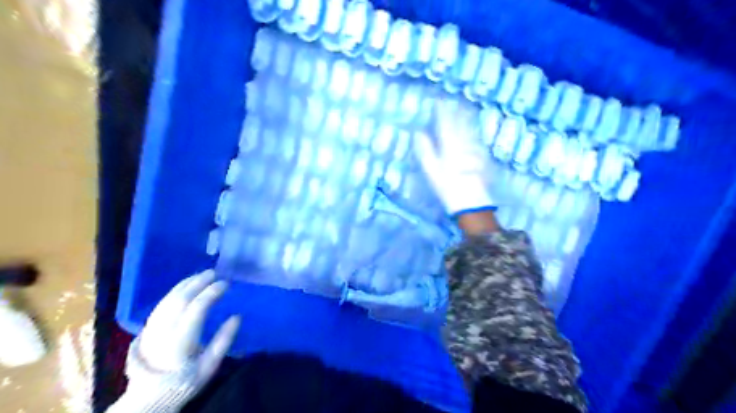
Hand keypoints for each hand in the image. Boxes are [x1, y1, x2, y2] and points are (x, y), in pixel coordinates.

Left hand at [136, 270, 241, 388]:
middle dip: (198, 283)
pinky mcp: (148, 328)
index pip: (196, 309)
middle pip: (180, 300)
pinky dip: (175, 291)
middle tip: (214, 273)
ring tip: (202, 275)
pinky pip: (162, 303)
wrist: (149, 397)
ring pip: (168, 300)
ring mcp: (152, 329)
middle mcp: (163, 332)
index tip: (226, 284)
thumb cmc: (185, 381)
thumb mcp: (209, 366)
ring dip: (186, 284)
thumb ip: (223, 341)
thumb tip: (237, 317)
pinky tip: (185, 285)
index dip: (211, 293)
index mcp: (180, 342)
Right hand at [412, 98, 496, 215]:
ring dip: (466, 118)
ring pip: (469, 129)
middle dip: (455, 111)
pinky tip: (473, 131)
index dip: (441, 111)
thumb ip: (425, 149)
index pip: (445, 123)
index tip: (439, 101)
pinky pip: (476, 138)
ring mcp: (473, 149)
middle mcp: (462, 143)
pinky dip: (473, 131)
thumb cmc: (447, 185)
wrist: (470, 200)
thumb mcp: (431, 169)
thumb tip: (418, 133)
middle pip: (459, 123)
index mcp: (449, 144)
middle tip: (453, 101)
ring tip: (465, 109)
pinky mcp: (480, 157)